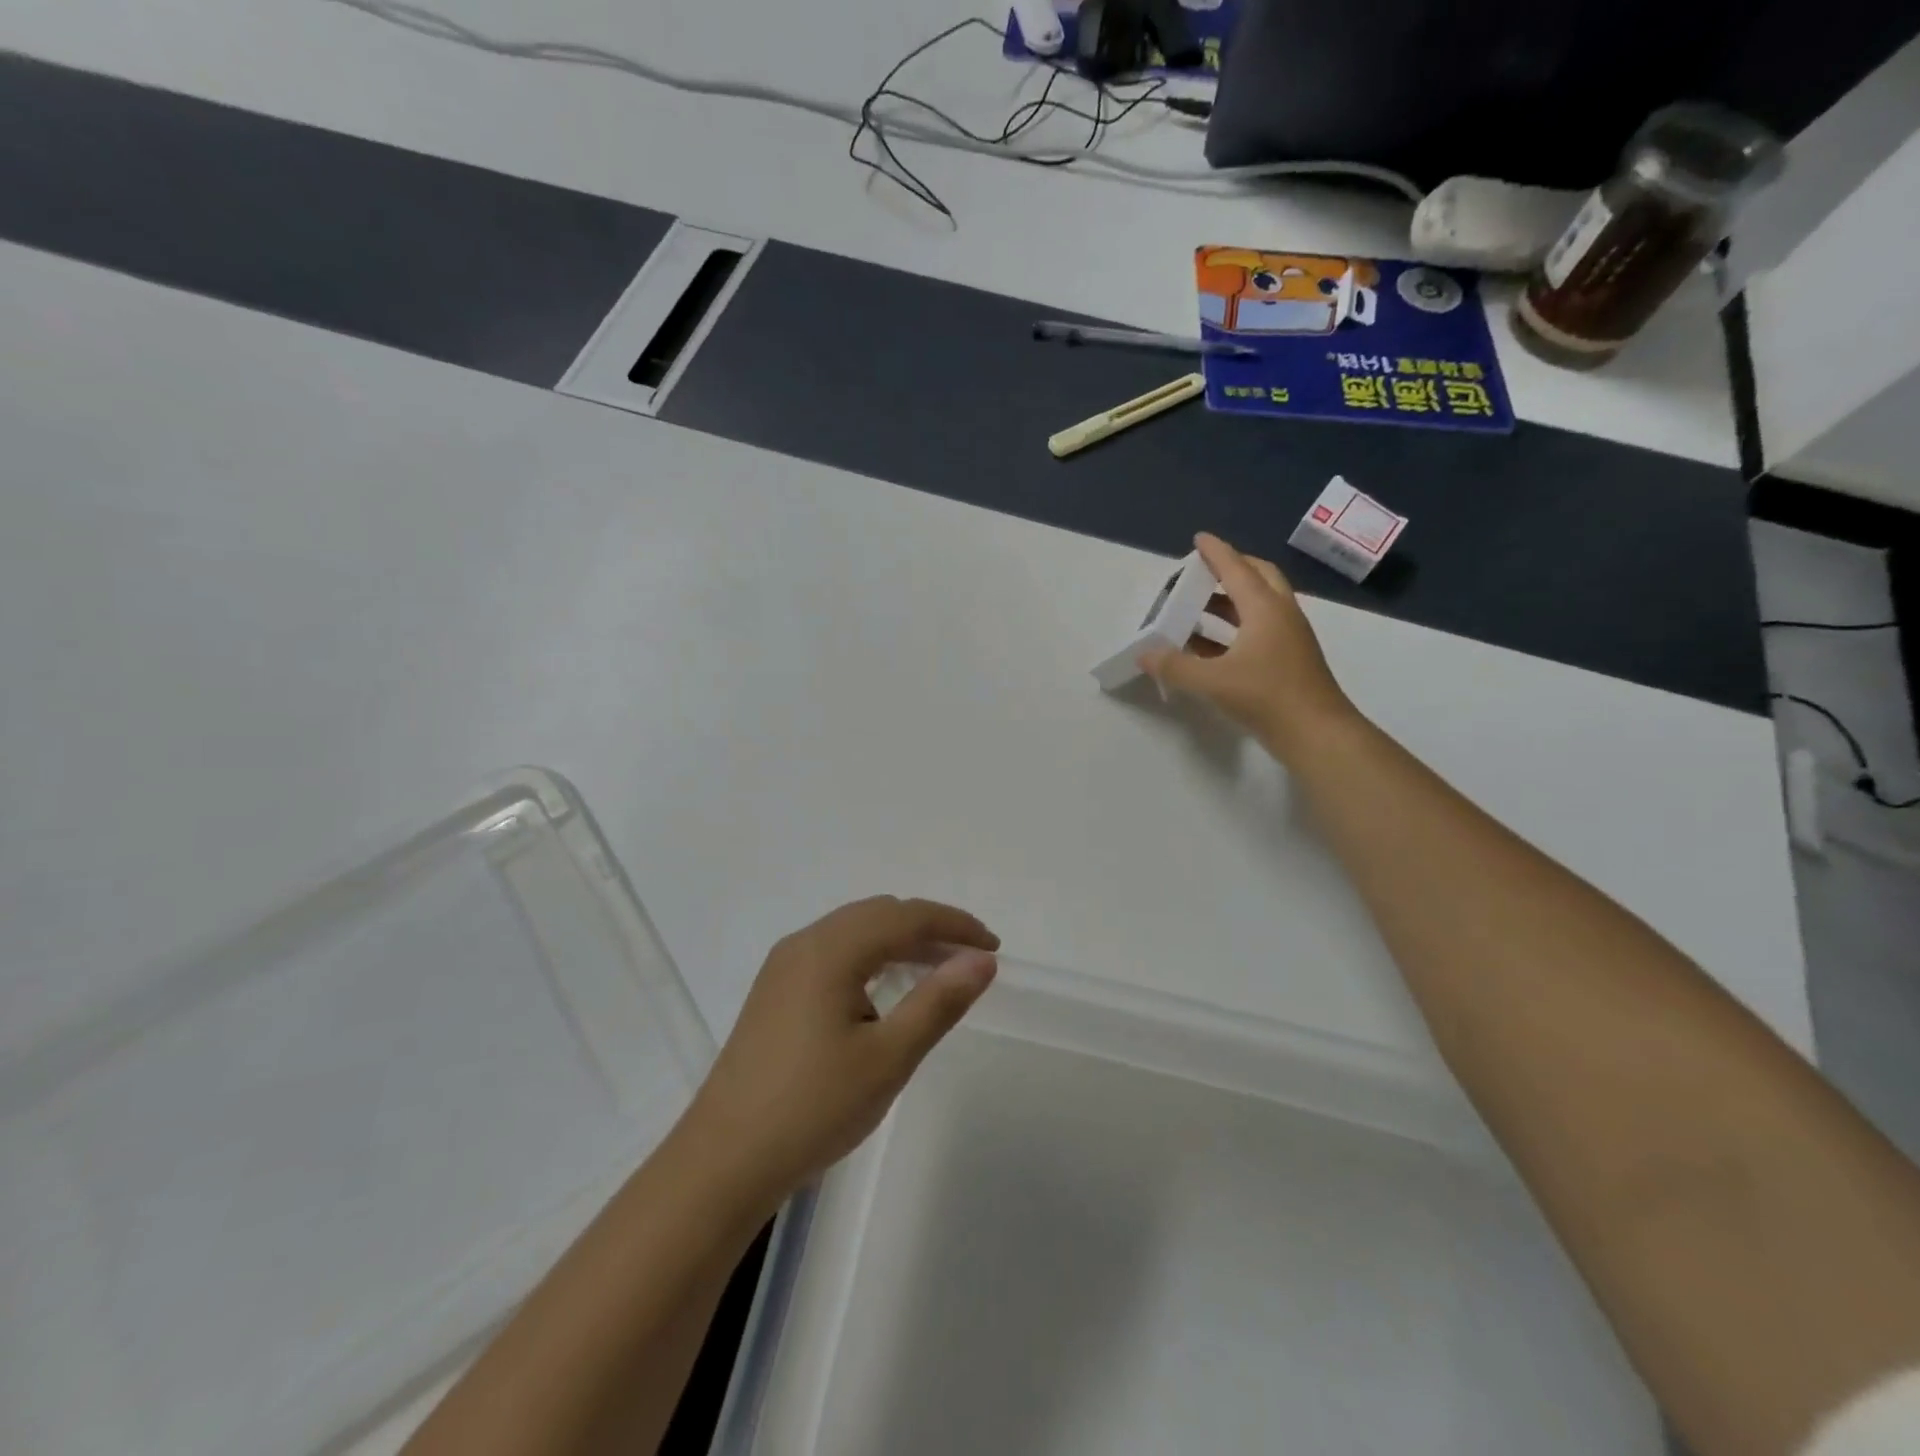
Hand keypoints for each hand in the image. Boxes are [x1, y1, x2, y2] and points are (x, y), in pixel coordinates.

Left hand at [682, 897, 998, 1210]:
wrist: (723, 1161)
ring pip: (854, 930)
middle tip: (969, 959)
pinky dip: (871, 956)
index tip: (993, 947)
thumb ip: (938, 1002)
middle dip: (929, 928)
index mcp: (831, 950)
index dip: (955, 925)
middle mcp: (805, 943)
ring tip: (937, 971)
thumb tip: (982, 960)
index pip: (906, 916)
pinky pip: (834, 952)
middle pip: (879, 914)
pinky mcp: (775, 990)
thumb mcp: (888, 1058)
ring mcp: (784, 966)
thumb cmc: (813, 1108)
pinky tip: (884, 990)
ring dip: (899, 941)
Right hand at [1139, 532, 1358, 762]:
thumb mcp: (1213, 682)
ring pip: (1258, 606)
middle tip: (1202, 572)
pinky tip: (1208, 647)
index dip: (1216, 553)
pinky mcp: (1288, 660)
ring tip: (1196, 608)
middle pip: (1258, 578)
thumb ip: (1175, 667)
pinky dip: (1232, 629)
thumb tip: (1145, 655)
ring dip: (1229, 602)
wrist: (1317, 734)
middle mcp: (1280, 615)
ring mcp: (1288, 638)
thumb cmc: (1267, 697)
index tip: (1199, 539)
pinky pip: (1257, 631)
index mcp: (1265, 609)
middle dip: (1231, 569)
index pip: (1237, 569)